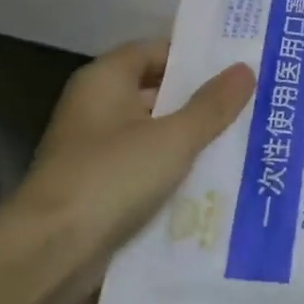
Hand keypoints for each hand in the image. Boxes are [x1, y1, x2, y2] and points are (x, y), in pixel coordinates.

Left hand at [10, 39, 253, 266]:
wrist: (51, 253)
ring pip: (155, 133)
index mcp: (104, 81)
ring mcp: (96, 150)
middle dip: (201, 100)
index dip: (193, 56)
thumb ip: (212, 105)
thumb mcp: (173, 138)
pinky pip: (148, 168)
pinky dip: (176, 170)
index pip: (154, 51)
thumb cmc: (111, 177)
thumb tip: (246, 69)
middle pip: (157, 92)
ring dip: (192, 138)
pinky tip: (216, 179)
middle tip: (252, 102)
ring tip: (245, 139)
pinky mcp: (101, 188)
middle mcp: (96, 108)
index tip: (236, 64)